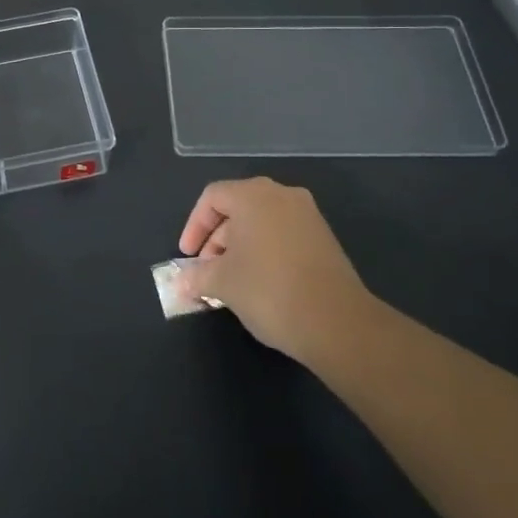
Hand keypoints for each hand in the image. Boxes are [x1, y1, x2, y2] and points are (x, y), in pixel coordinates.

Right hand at [175, 178, 372, 363]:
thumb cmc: (268, 290)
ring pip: (262, 222)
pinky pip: (283, 236)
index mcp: (253, 195)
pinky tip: (260, 283)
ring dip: (240, 247)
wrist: (337, 322)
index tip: (187, 257)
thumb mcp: (222, 283)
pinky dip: (265, 252)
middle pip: (237, 207)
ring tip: (232, 281)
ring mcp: (308, 216)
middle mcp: (282, 195)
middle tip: (207, 270)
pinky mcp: (325, 239)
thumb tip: (180, 282)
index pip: (212, 198)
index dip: (194, 226)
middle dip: (217, 239)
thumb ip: (197, 276)